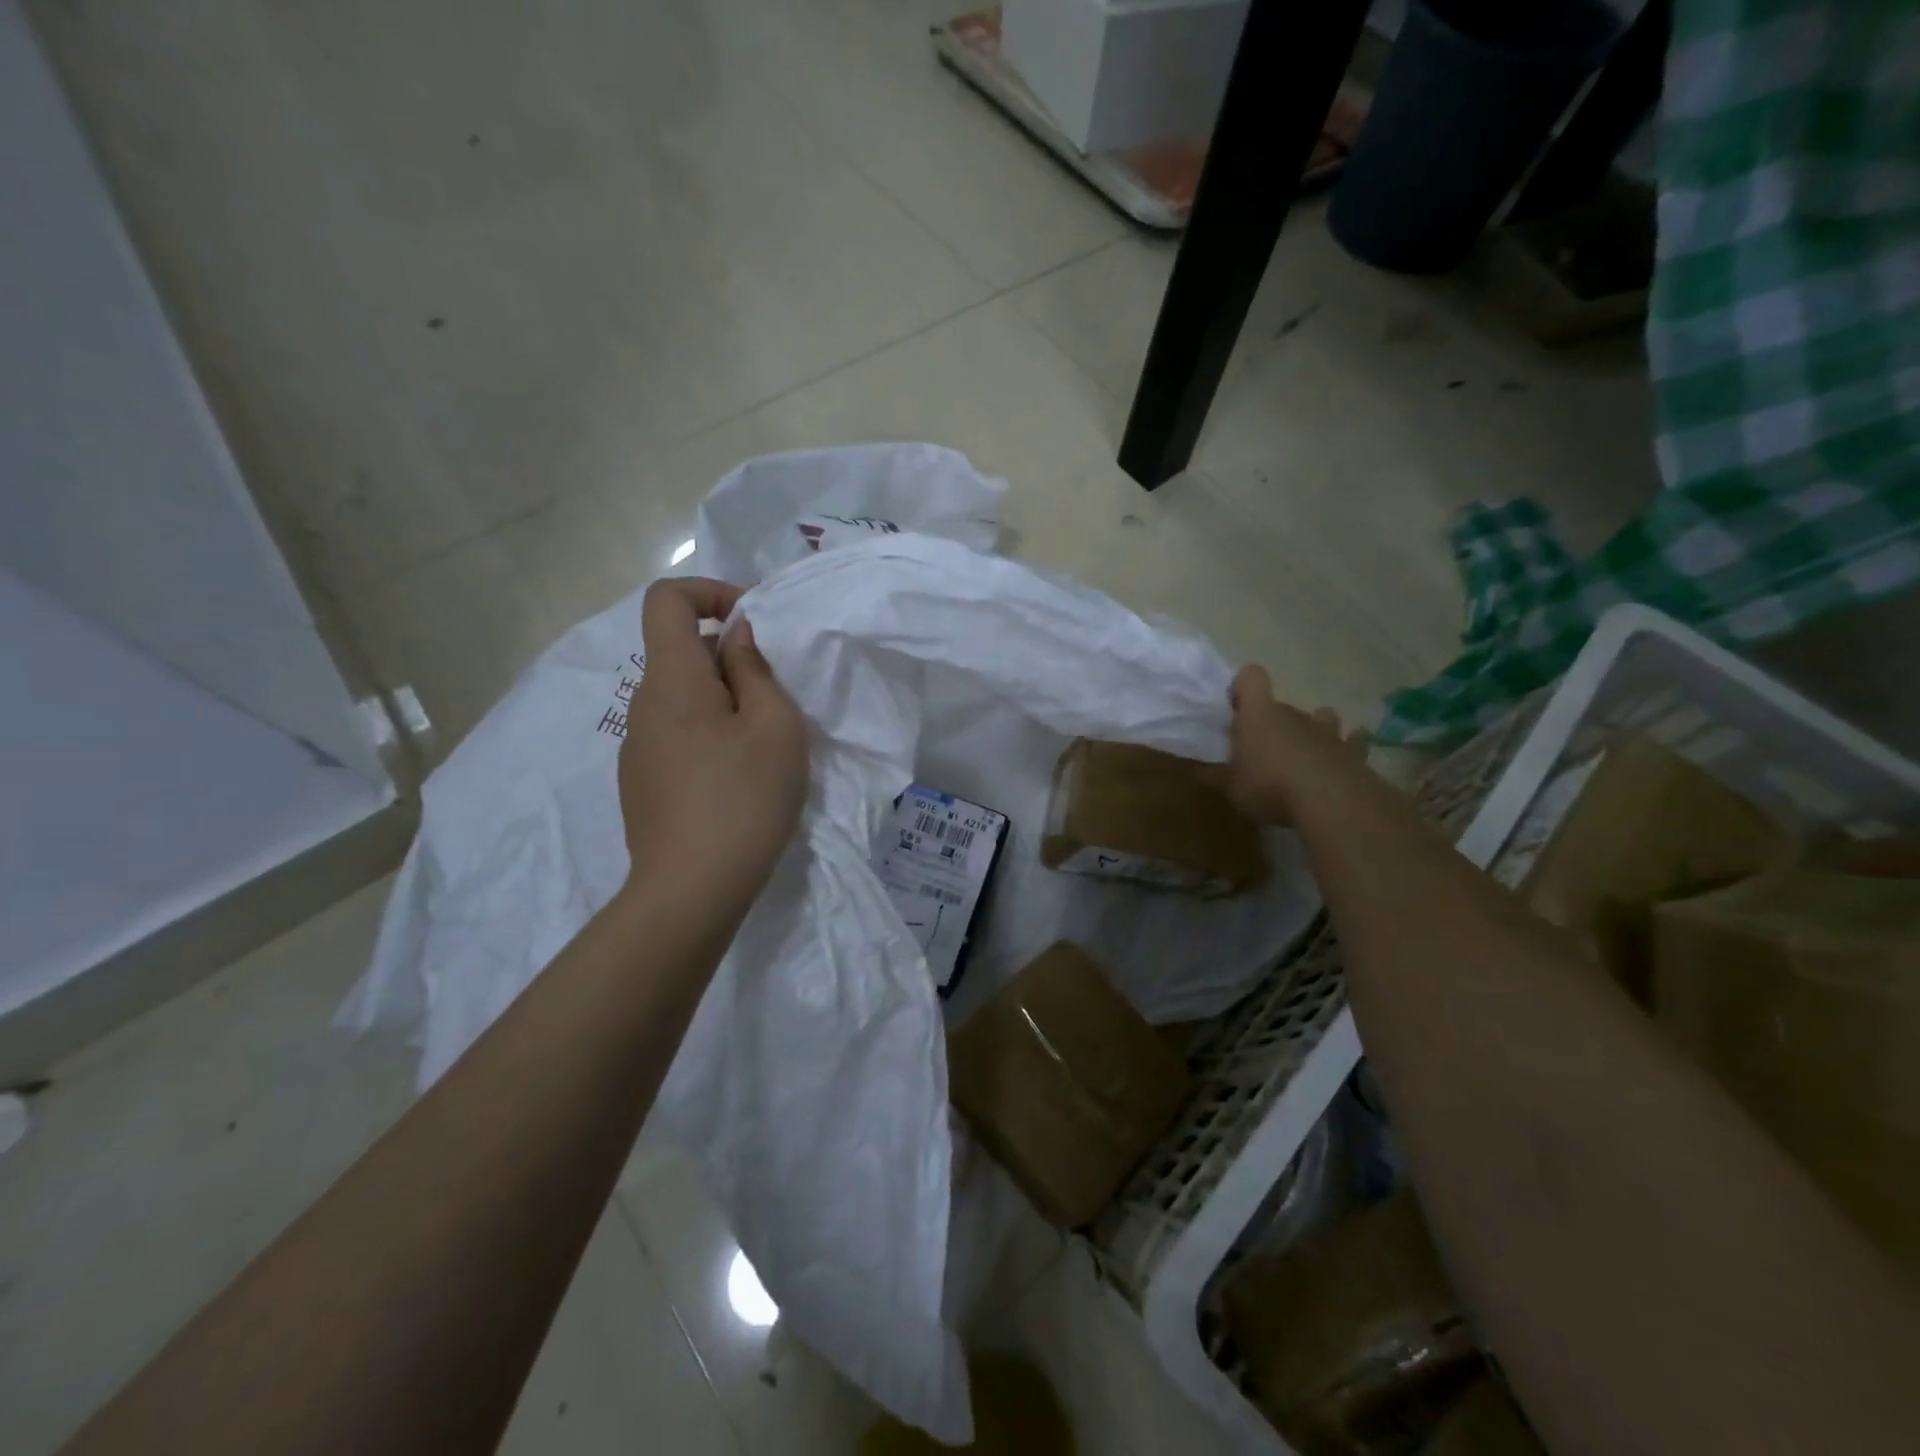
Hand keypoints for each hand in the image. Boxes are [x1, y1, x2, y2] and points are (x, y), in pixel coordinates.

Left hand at [618, 579, 808, 909]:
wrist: (691, 890)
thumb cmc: (743, 799)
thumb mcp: (774, 726)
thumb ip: (755, 669)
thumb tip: (737, 637)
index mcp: (672, 679)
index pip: (666, 599)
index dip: (710, 592)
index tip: (753, 623)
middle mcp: (642, 704)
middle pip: (680, 650)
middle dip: (731, 657)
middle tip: (776, 700)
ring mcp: (637, 746)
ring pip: (682, 696)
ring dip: (724, 700)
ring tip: (763, 745)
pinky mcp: (641, 780)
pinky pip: (676, 732)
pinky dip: (709, 733)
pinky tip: (737, 779)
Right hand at [1226, 664, 1355, 825]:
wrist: (1330, 801)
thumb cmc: (1269, 786)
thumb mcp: (1230, 787)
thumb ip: (1212, 775)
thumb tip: (1192, 768)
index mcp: (1258, 715)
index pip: (1251, 677)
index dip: (1242, 686)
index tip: (1235, 707)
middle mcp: (1293, 713)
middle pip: (1280, 705)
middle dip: (1271, 721)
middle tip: (1261, 750)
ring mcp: (1326, 730)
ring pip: (1320, 717)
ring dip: (1311, 729)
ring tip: (1302, 752)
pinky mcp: (1352, 752)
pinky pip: (1353, 741)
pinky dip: (1349, 746)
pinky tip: (1343, 759)